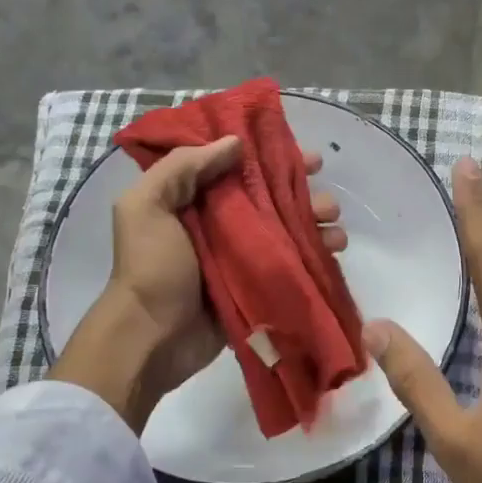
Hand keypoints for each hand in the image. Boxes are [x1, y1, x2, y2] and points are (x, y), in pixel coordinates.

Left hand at [52, 136, 345, 432]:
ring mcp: (241, 256)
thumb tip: (235, 143)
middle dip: (304, 193)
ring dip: (316, 223)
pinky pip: (291, 263)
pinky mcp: (257, 285)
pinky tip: (333, 251)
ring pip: (287, 229)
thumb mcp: (147, 206)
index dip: (273, 156)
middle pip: (271, 197)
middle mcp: (220, 222)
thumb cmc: (150, 268)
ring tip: (335, 228)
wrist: (151, 339)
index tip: (306, 157)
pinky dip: (315, 255)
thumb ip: (183, 167)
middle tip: (327, 200)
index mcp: (192, 198)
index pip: (238, 166)